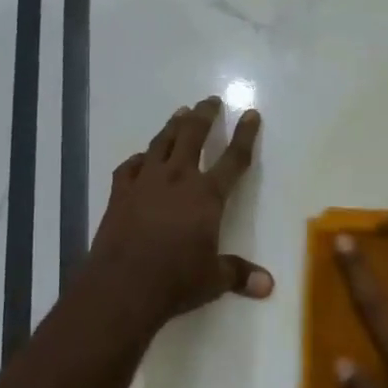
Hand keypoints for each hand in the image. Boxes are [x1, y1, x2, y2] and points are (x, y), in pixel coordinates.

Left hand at [86, 98, 272, 330]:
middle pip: (192, 136)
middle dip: (204, 116)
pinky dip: (138, 159)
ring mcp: (145, 183)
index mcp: (207, 196)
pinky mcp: (119, 193)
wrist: (121, 285)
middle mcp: (177, 179)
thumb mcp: (213, 280)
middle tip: (210, 101)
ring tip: (180, 113)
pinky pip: (129, 167)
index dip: (245, 135)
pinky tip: (141, 158)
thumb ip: (239, 274)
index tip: (250, 114)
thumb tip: (268, 286)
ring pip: (160, 143)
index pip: (233, 159)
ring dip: (172, 126)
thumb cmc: (175, 281)